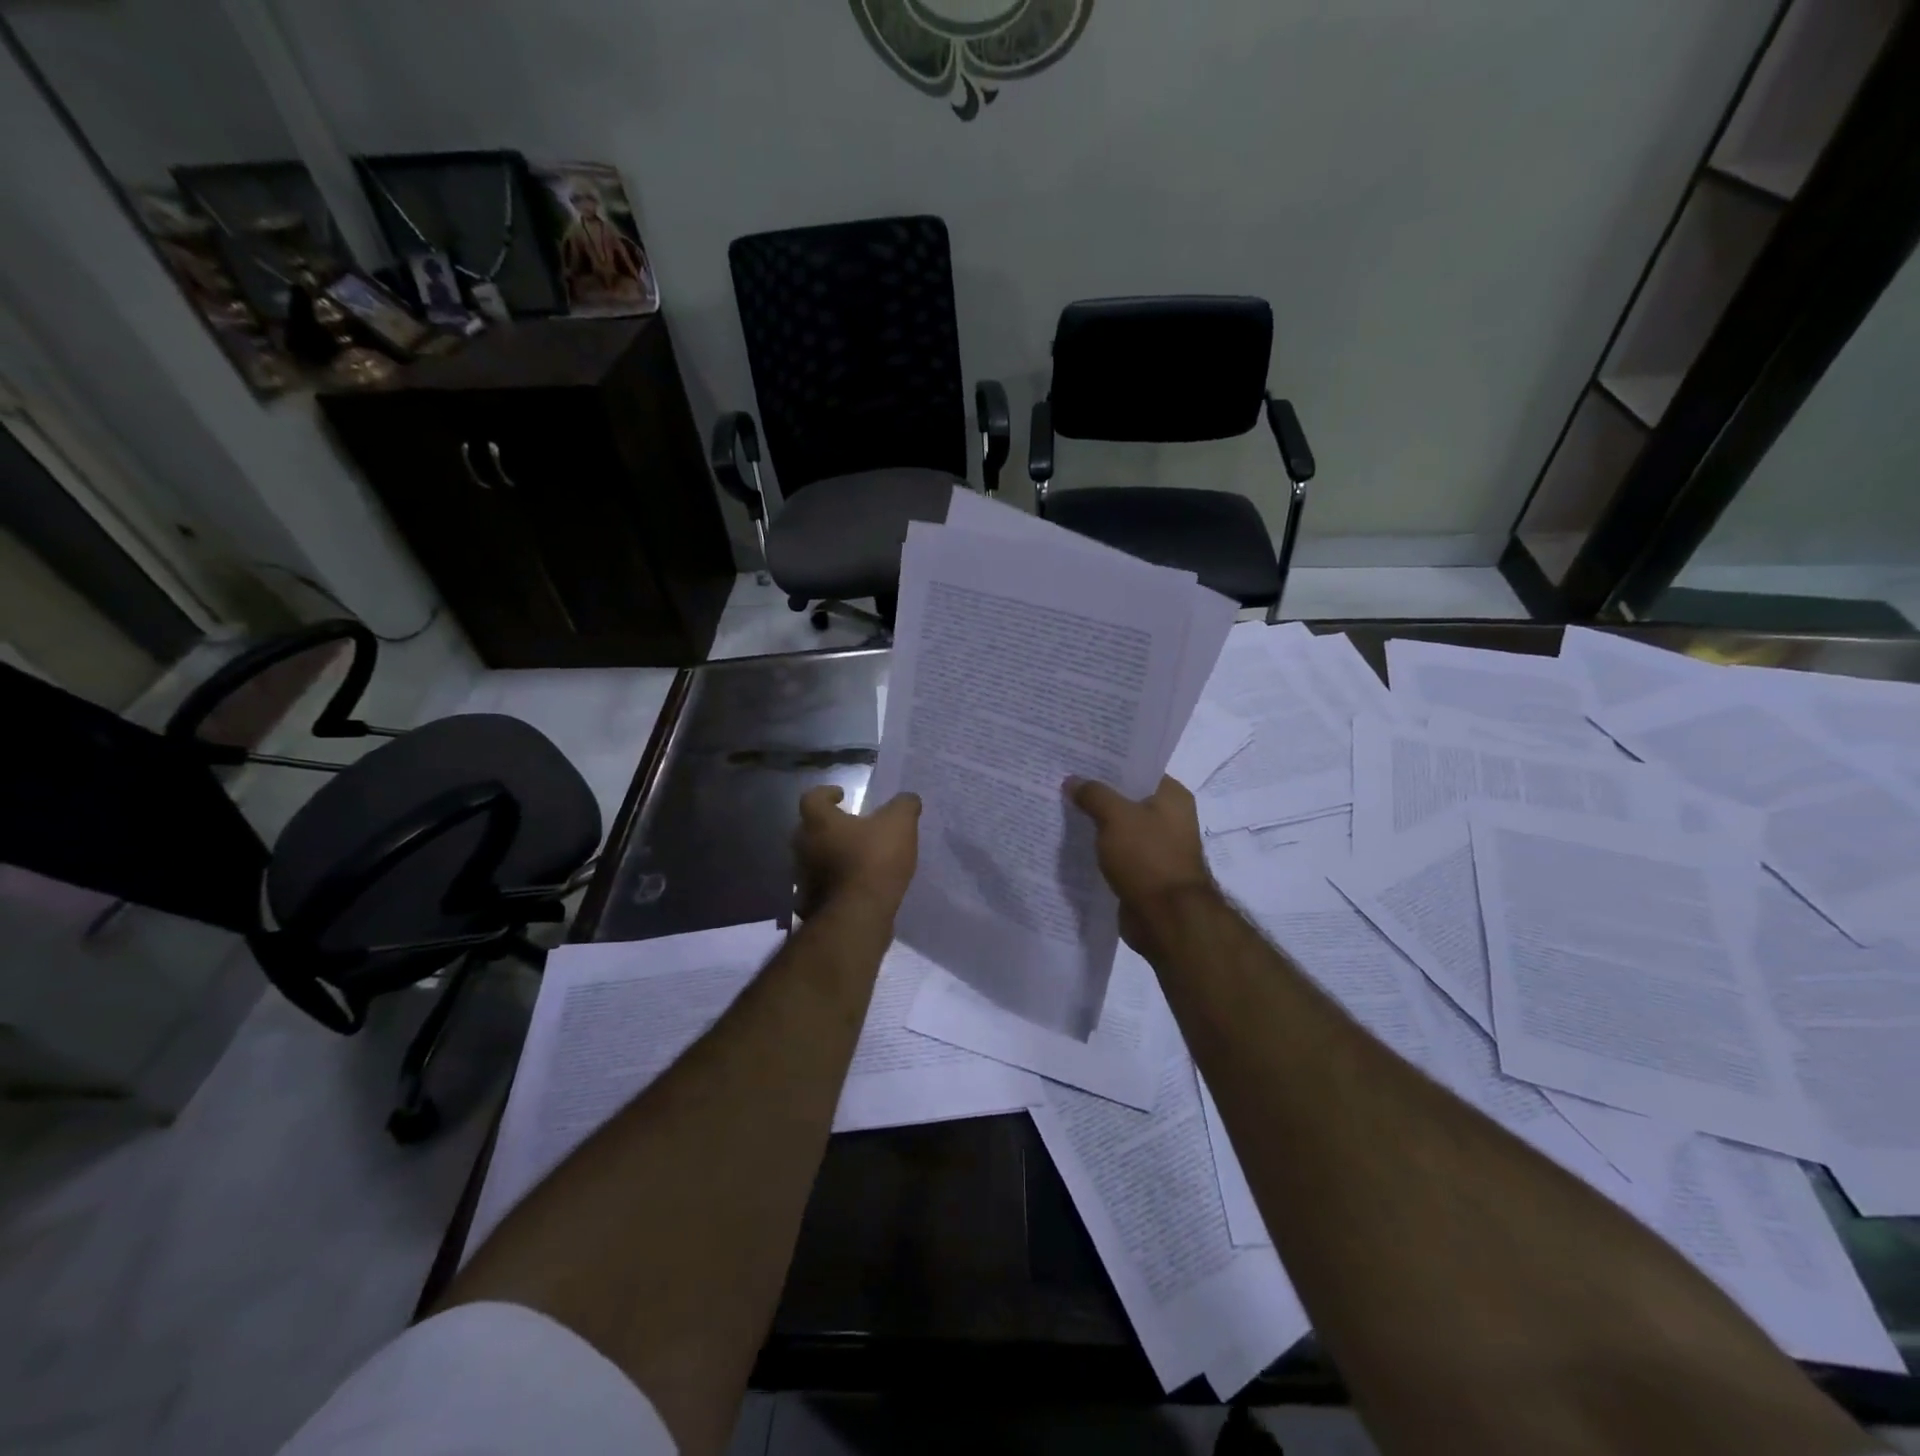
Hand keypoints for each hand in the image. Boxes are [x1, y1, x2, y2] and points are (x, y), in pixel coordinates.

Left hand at [794, 786, 920, 920]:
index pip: (812, 798)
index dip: (827, 793)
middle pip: (809, 830)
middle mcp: (804, 847)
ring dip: (830, 857)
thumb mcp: (900, 824)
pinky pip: (821, 888)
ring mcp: (803, 879)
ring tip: (856, 859)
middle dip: (829, 827)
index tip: (842, 795)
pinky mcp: (811, 904)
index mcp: (819, 822)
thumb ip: (904, 805)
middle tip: (852, 828)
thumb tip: (908, 799)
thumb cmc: (874, 860)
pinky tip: (855, 888)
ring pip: (814, 860)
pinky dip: (834, 885)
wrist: (858, 916)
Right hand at [1067, 775, 1215, 951]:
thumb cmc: (1147, 858)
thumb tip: (1073, 780)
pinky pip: (1116, 852)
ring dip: (1094, 822)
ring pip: (1119, 826)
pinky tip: (1070, 842)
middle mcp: (1169, 818)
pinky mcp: (1143, 872)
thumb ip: (1093, 795)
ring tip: (1059, 809)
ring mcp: (1157, 847)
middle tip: (1062, 780)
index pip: (1137, 768)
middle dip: (1096, 793)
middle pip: (1126, 797)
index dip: (1108, 762)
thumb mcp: (1116, 817)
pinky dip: (1098, 848)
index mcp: (1172, 796)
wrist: (1166, 918)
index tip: (1078, 757)